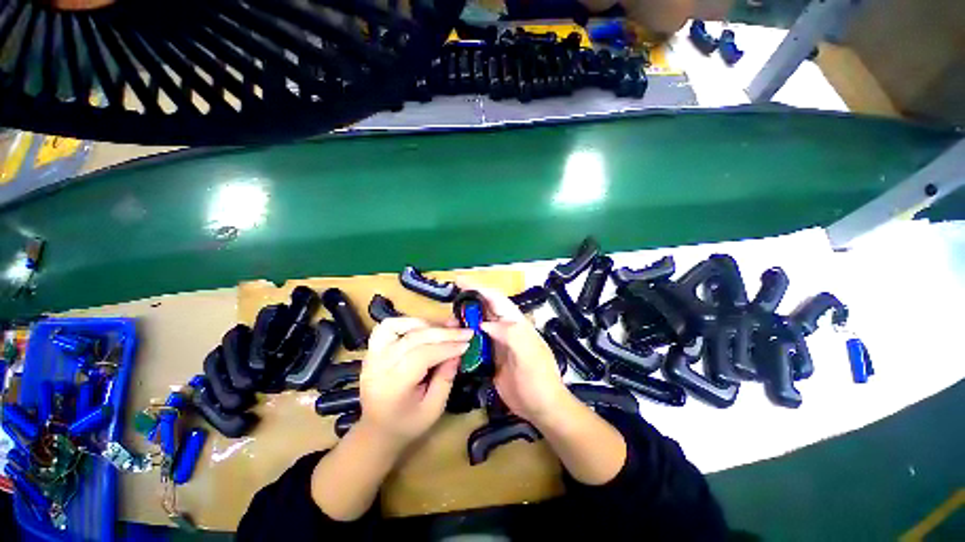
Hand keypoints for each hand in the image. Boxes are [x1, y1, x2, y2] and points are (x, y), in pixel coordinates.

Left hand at [359, 318, 472, 450]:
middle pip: (413, 338)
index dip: (447, 347)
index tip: (468, 343)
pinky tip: (424, 327)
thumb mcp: (433, 409)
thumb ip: (446, 378)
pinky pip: (388, 326)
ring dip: (427, 324)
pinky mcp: (372, 349)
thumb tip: (458, 352)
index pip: (422, 356)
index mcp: (393, 387)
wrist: (377, 430)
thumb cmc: (408, 424)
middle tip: (466, 332)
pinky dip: (408, 322)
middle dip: (444, 333)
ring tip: (447, 328)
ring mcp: (372, 355)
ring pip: (399, 326)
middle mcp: (378, 366)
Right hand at [456, 278, 569, 424]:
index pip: (496, 300)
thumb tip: (485, 323)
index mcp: (516, 323)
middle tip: (449, 305)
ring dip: (463, 321)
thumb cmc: (539, 379)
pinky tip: (453, 342)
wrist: (542, 408)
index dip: (479, 289)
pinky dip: (464, 339)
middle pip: (485, 309)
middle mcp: (505, 329)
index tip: (460, 283)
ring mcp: (497, 344)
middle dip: (468, 303)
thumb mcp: (529, 355)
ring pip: (478, 325)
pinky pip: (475, 343)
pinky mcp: (491, 358)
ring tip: (447, 324)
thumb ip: (511, 335)